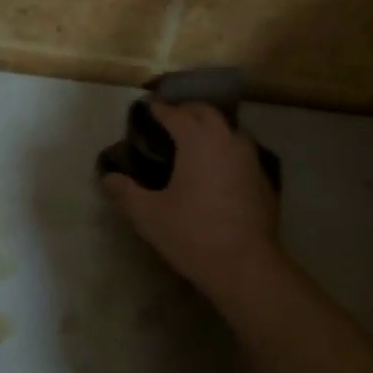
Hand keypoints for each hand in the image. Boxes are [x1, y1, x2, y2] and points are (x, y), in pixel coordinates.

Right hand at [100, 101, 282, 297]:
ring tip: (194, 141)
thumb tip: (108, 178)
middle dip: (187, 111)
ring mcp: (250, 158)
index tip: (148, 107)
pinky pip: (242, 152)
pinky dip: (226, 150)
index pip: (176, 114)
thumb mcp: (148, 216)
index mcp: (197, 141)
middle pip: (207, 113)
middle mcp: (226, 140)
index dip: (160, 109)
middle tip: (170, 119)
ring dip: (210, 128)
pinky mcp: (264, 178)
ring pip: (229, 129)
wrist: (245, 265)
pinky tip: (217, 169)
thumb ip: (126, 192)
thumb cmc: (192, 234)